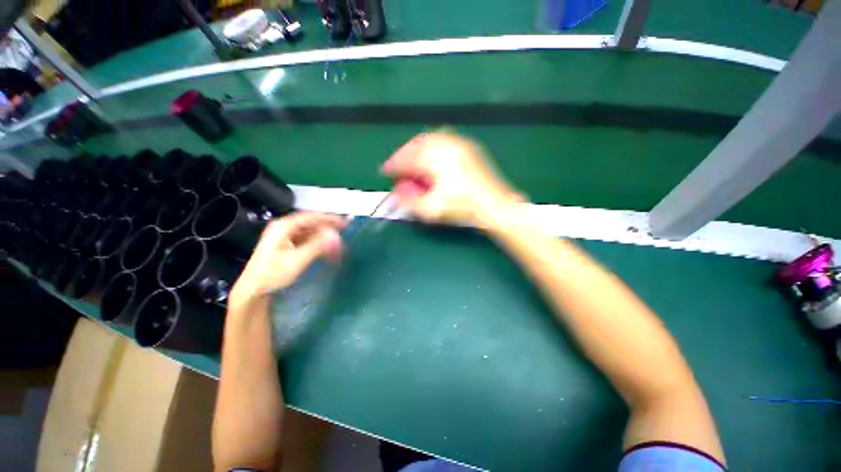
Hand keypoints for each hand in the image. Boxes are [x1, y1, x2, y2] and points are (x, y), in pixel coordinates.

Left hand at [229, 212, 345, 307]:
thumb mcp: (297, 260)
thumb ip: (317, 246)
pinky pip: (307, 239)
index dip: (329, 218)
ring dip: (324, 236)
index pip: (311, 217)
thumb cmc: (272, 274)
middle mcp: (284, 228)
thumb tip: (335, 235)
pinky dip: (318, 243)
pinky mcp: (287, 245)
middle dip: (328, 228)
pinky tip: (327, 248)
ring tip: (338, 242)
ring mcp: (285, 236)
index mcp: (283, 226)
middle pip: (311, 223)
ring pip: (310, 231)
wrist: (253, 289)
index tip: (344, 222)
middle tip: (344, 231)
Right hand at [381, 132, 523, 225]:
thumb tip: (396, 190)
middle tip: (397, 167)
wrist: (495, 206)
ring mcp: (460, 144)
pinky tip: (431, 159)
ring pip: (430, 139)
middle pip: (417, 143)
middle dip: (404, 154)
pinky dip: (431, 148)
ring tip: (412, 163)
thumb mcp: (432, 209)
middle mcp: (447, 145)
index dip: (393, 164)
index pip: (407, 158)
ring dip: (417, 149)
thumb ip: (410, 200)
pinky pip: (443, 141)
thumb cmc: (463, 208)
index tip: (385, 171)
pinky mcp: (469, 148)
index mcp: (436, 158)